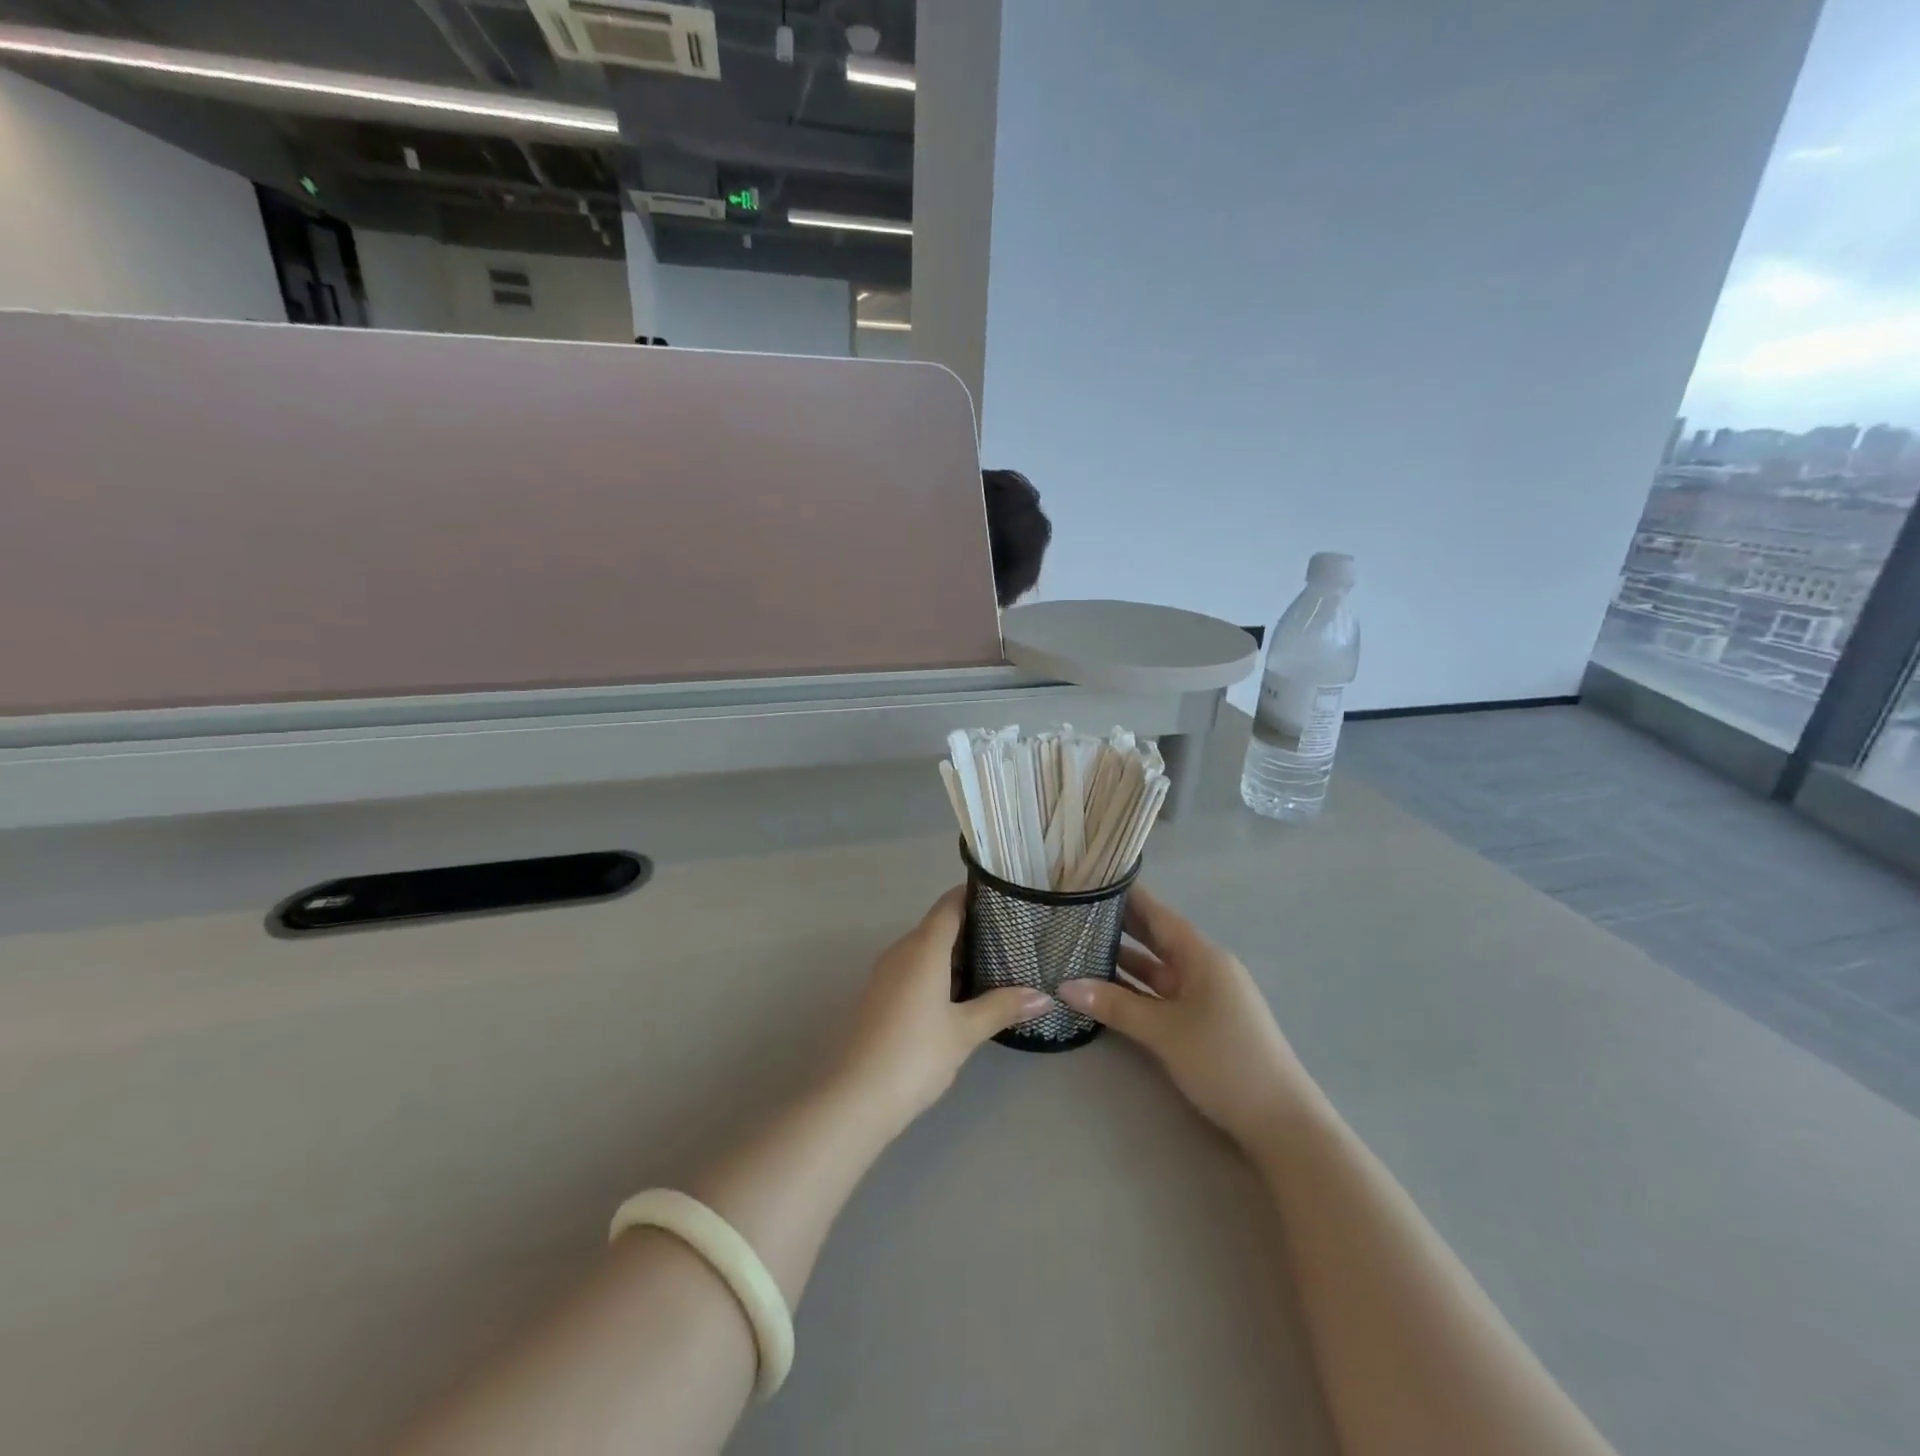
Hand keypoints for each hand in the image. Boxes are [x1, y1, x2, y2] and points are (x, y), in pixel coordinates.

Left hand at [833, 887, 1050, 1128]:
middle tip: (1012, 935)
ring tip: (995, 963)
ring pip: (925, 949)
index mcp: (923, 947)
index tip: (1005, 897)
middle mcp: (901, 951)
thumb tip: (1043, 996)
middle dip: (972, 927)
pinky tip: (961, 995)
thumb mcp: (965, 1031)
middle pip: (938, 925)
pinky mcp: (879, 996)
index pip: (949, 904)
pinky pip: (914, 969)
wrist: (855, 1097)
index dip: (974, 895)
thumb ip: (1002, 1007)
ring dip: (955, 953)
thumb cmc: (915, 1054)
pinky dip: (938, 972)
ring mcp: (886, 973)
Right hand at [1057, 885, 1324, 1150]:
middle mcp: (1205, 968)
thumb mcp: (1163, 1031)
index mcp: (1202, 957)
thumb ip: (1114, 1004)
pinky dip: (1138, 990)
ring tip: (1082, 949)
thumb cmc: (1223, 1061)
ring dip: (1125, 962)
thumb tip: (1064, 984)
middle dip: (1120, 927)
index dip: (1128, 897)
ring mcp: (1207, 996)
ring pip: (1158, 969)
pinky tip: (1108, 990)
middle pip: (1157, 939)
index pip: (1158, 915)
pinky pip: (1164, 994)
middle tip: (1077, 913)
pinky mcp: (1206, 1022)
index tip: (1094, 881)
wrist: (1281, 1121)